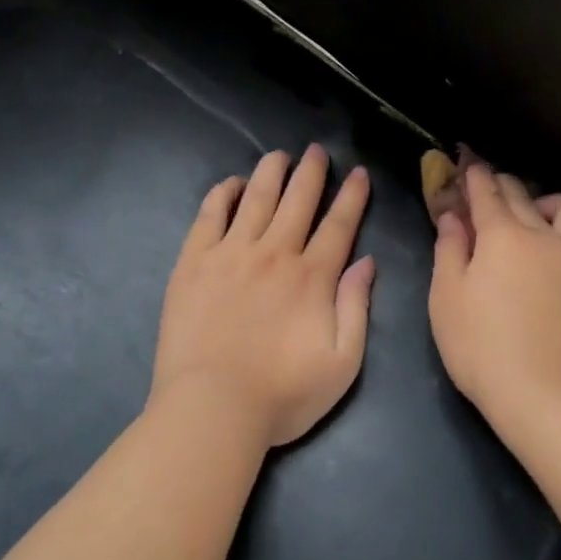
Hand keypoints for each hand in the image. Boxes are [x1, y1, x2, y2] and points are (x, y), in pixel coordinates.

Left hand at [151, 145, 375, 449]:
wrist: (212, 408)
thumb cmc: (283, 394)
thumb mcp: (343, 362)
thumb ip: (356, 307)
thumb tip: (366, 263)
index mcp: (312, 277)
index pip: (338, 225)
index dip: (352, 196)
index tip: (358, 173)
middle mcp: (274, 254)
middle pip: (298, 201)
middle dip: (311, 172)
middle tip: (317, 151)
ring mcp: (230, 254)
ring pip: (256, 199)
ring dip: (270, 173)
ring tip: (278, 155)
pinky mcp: (194, 264)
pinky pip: (209, 216)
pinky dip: (222, 194)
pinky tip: (231, 184)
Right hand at [428, 162, 560, 433]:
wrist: (545, 395)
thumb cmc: (482, 348)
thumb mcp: (447, 299)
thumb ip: (449, 250)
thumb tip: (453, 217)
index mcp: (503, 236)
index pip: (488, 194)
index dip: (476, 178)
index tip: (470, 167)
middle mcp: (545, 236)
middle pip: (525, 197)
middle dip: (504, 186)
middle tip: (491, 190)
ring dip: (551, 203)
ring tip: (539, 218)